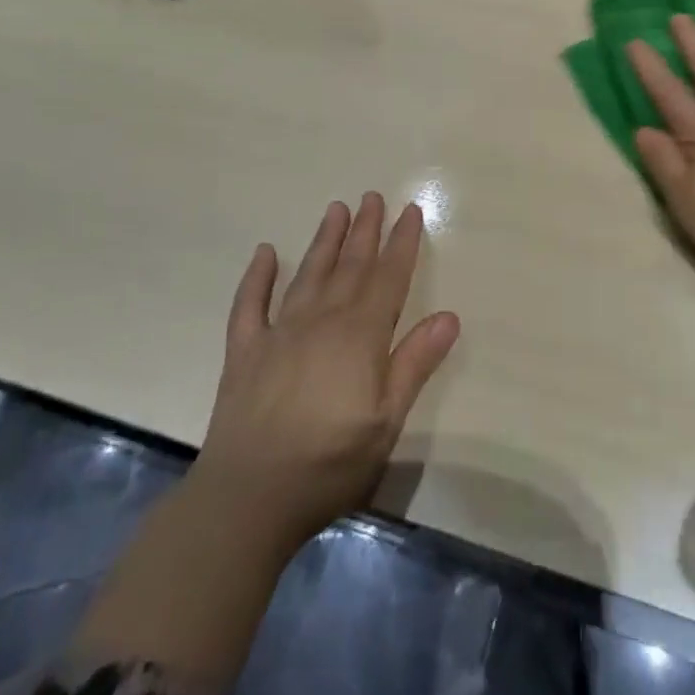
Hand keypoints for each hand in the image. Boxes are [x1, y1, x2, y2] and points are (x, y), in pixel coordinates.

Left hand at [193, 193, 459, 549]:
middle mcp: (321, 321)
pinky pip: (250, 304)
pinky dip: (257, 277)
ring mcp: (279, 332)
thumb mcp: (387, 421)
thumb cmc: (328, 464)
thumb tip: (449, 316)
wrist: (247, 498)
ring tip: (336, 209)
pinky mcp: (245, 351)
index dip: (401, 243)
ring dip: (324, 240)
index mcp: (359, 336)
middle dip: (365, 230)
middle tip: (373, 196)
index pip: (388, 278)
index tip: (410, 211)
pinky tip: (264, 254)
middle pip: (350, 266)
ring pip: (308, 274)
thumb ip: (415, 364)